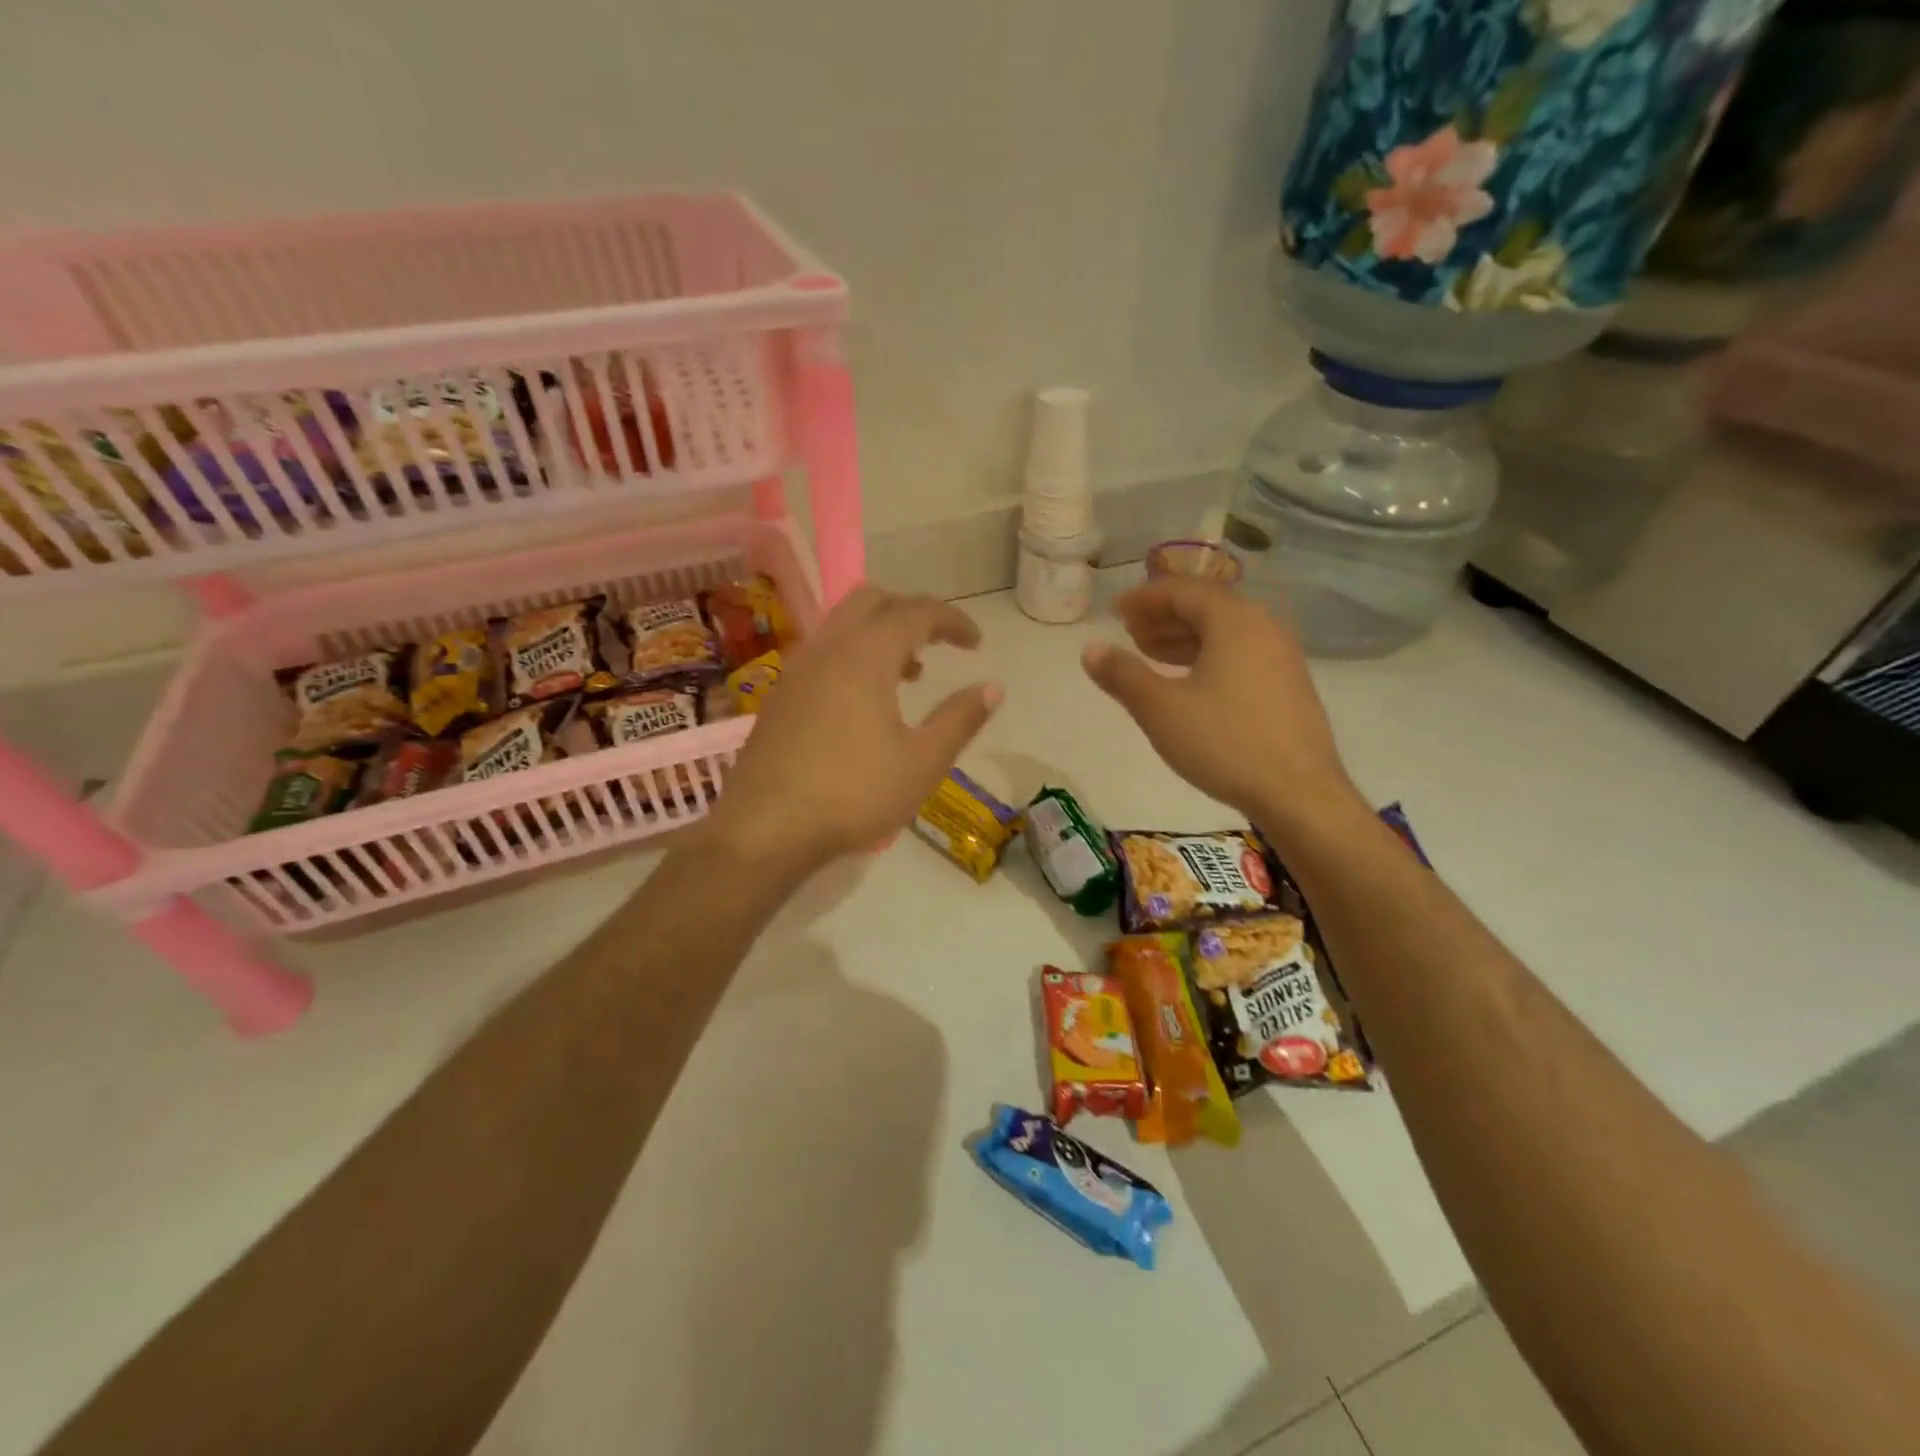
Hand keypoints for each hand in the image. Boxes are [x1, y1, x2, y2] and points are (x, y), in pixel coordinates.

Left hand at [701, 586, 1001, 871]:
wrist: (766, 829)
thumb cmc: (854, 794)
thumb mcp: (922, 762)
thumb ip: (960, 719)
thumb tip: (993, 687)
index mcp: (865, 655)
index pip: (916, 612)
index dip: (952, 620)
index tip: (976, 642)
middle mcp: (827, 648)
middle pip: (871, 600)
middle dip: (910, 611)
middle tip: (939, 642)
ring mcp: (796, 670)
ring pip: (842, 625)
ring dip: (879, 633)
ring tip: (909, 673)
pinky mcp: (779, 696)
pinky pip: (823, 652)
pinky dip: (853, 655)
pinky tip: (864, 701)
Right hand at [1081, 577, 1360, 829]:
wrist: (1298, 793)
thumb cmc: (1224, 742)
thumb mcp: (1160, 709)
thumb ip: (1122, 674)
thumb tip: (1090, 648)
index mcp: (1233, 619)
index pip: (1181, 590)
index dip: (1143, 599)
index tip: (1113, 613)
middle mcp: (1263, 626)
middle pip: (1204, 607)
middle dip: (1162, 618)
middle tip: (1128, 636)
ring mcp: (1281, 655)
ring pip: (1223, 633)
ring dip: (1182, 639)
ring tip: (1149, 658)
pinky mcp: (1287, 684)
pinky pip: (1239, 654)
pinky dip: (1206, 657)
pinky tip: (1187, 684)